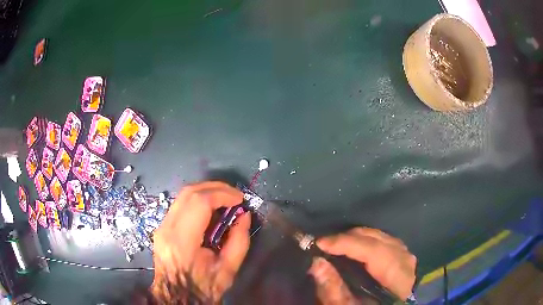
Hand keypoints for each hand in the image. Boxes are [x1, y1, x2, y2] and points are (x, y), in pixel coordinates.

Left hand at [151, 182, 250, 302]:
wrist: (177, 296)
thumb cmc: (203, 287)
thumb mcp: (228, 269)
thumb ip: (239, 241)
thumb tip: (244, 216)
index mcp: (182, 241)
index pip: (199, 203)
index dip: (222, 195)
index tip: (240, 199)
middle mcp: (167, 228)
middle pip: (188, 192)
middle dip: (215, 187)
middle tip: (234, 195)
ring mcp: (161, 226)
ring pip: (182, 195)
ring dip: (206, 191)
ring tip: (225, 199)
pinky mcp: (161, 227)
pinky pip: (180, 204)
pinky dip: (197, 200)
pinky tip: (210, 208)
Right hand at [309, 228, 416, 303]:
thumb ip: (333, 289)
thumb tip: (317, 263)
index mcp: (398, 279)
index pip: (375, 252)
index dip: (348, 244)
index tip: (321, 243)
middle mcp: (406, 261)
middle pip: (377, 240)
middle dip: (349, 238)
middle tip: (324, 244)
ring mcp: (406, 255)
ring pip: (380, 236)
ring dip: (356, 238)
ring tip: (336, 245)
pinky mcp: (403, 254)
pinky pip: (383, 239)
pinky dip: (366, 240)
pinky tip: (353, 247)